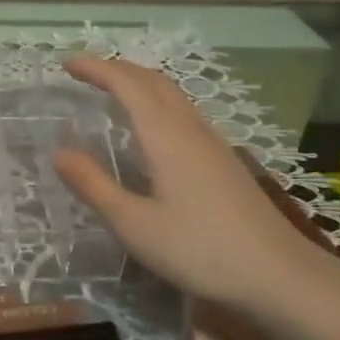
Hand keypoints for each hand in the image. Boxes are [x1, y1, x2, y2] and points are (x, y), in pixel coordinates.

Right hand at [52, 55, 320, 310]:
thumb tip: (58, 152)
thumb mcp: (134, 224)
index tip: (67, 63)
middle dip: (118, 69)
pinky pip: (183, 115)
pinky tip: (151, 130)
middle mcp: (191, 130)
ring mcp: (213, 145)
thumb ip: (94, 185)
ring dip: (140, 84)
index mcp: (166, 137)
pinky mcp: (224, 163)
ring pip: (173, 96)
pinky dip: (157, 104)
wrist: (280, 277)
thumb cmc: (200, 250)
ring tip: (112, 92)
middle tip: (84, 72)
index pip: (128, 85)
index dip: (97, 68)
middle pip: (154, 82)